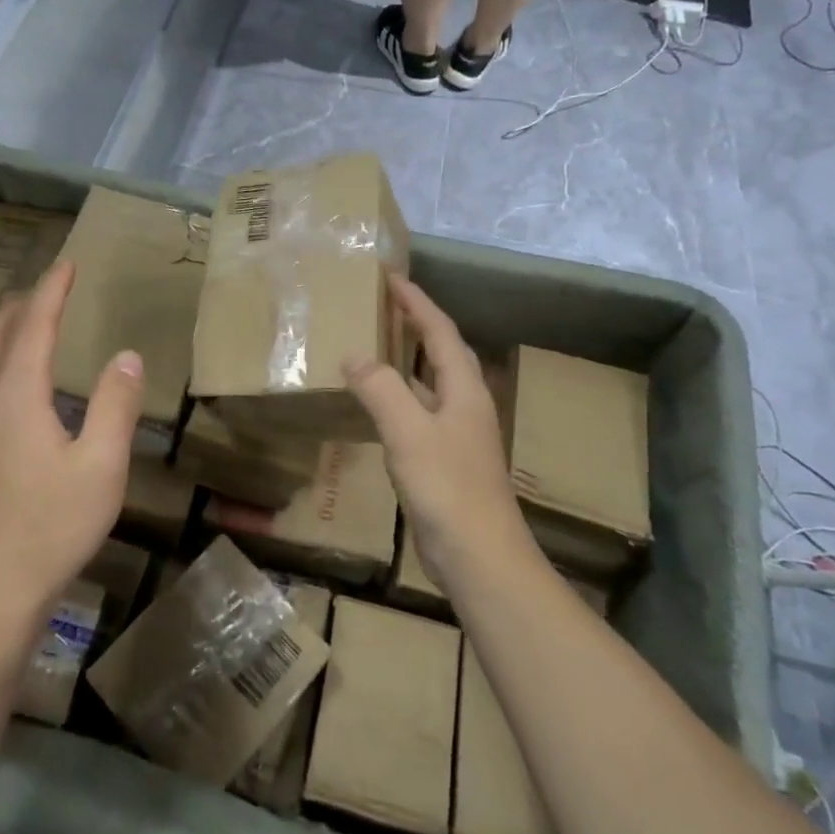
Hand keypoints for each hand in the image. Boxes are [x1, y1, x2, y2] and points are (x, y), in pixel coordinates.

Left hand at [0, 260, 144, 644]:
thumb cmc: (50, 528)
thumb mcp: (102, 467)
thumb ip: (115, 406)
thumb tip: (126, 357)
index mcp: (15, 392)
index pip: (33, 323)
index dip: (52, 290)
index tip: (68, 264)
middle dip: (24, 302)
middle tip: (51, 287)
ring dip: (0, 326)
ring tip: (21, 318)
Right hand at [343, 274, 529, 589]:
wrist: (480, 557)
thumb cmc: (448, 487)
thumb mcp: (408, 432)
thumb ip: (380, 389)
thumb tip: (354, 355)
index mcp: (464, 389)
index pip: (439, 331)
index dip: (416, 302)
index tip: (391, 276)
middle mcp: (465, 405)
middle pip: (442, 352)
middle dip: (416, 323)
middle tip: (384, 304)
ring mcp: (458, 435)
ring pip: (431, 383)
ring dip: (407, 359)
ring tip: (376, 344)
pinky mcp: (446, 461)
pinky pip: (419, 412)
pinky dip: (399, 396)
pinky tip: (377, 405)